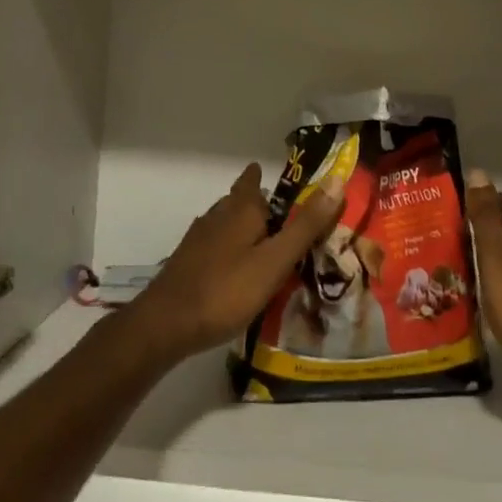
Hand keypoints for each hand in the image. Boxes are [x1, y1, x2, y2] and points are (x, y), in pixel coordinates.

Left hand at [128, 162, 345, 362]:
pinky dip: (230, 250)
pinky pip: (215, 247)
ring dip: (243, 228)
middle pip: (238, 202)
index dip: (263, 177)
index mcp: (240, 210)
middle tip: (282, 216)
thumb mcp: (275, 260)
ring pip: (225, 224)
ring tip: (264, 243)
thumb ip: (306, 225)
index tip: (276, 176)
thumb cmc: (227, 290)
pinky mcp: (187, 264)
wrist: (165, 325)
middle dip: (257, 204)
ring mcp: (197, 241)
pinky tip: (236, 270)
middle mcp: (216, 217)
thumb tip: (337, 180)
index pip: (253, 180)